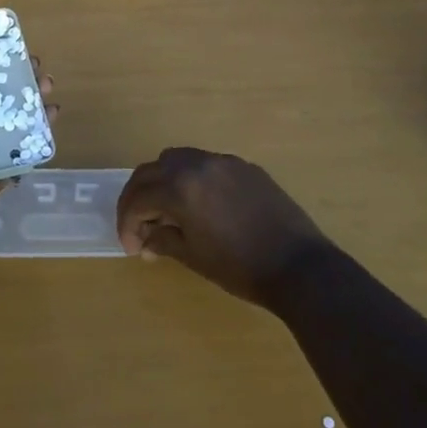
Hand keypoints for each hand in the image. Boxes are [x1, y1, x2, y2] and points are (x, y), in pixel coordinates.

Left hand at [0, 59, 59, 235]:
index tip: (17, 53)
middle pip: (2, 99)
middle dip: (23, 81)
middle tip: (38, 71)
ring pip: (18, 122)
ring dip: (35, 103)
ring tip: (47, 89)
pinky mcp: (2, 171)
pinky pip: (26, 151)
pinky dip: (42, 134)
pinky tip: (52, 115)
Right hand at [115, 147, 329, 307]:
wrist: (299, 266)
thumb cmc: (240, 267)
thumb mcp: (193, 257)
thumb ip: (163, 240)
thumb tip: (146, 238)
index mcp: (180, 187)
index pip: (138, 198)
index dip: (127, 223)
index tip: (132, 247)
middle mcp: (197, 164)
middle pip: (152, 171)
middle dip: (139, 197)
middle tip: (139, 225)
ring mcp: (223, 161)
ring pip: (178, 159)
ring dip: (163, 182)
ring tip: (167, 211)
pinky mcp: (245, 167)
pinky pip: (206, 164)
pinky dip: (191, 179)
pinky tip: (200, 206)